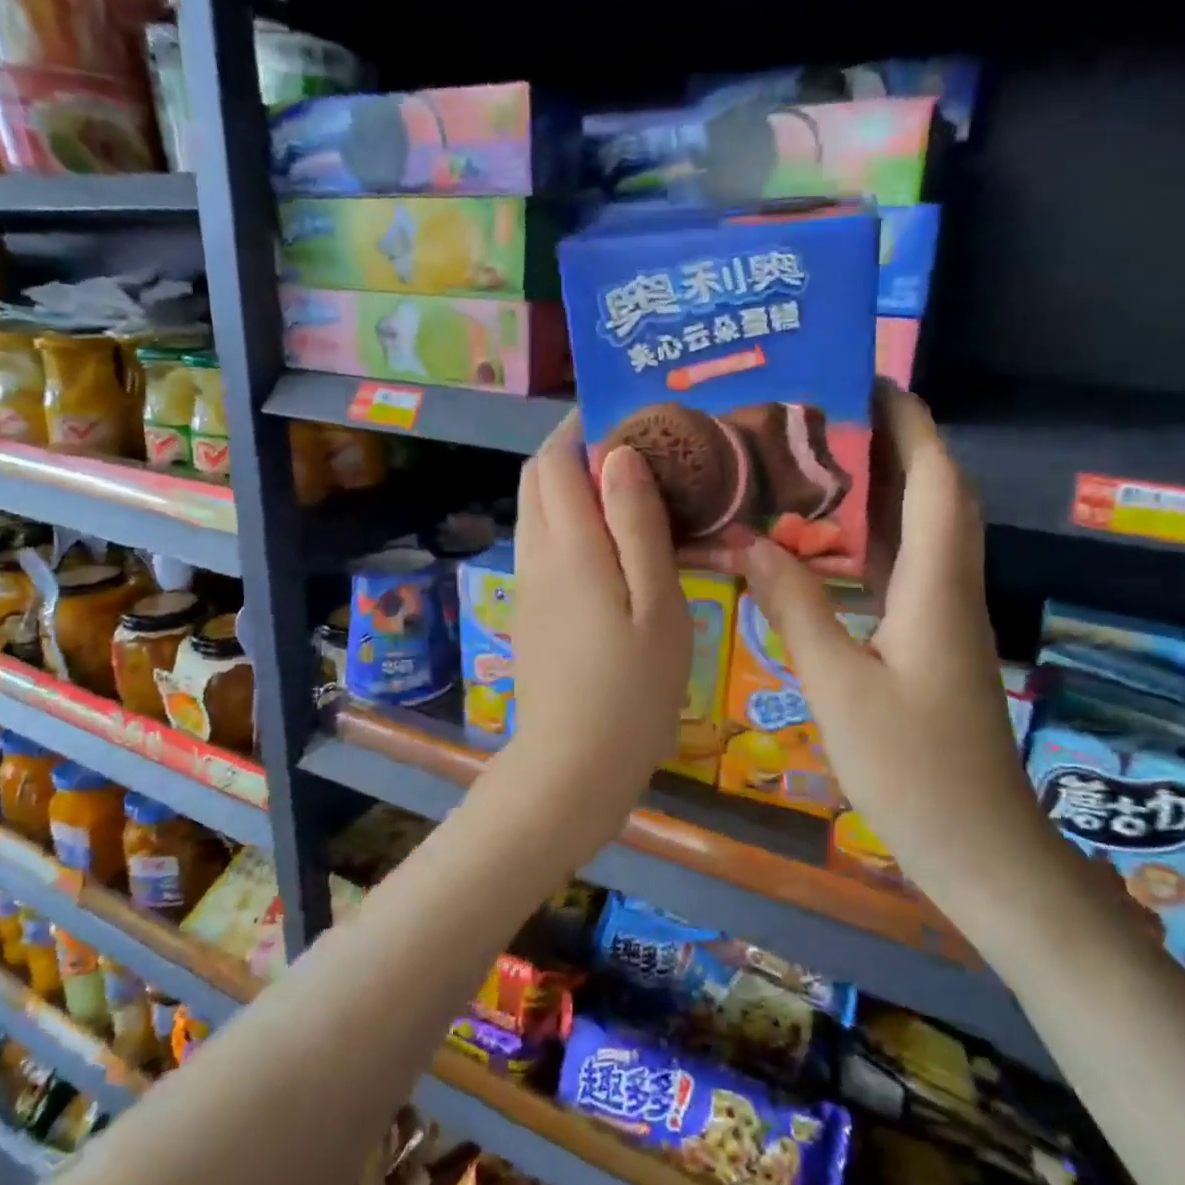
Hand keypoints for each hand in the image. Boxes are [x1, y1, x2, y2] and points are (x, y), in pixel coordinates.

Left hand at [497, 412, 690, 855]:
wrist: (573, 767)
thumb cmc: (632, 688)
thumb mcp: (657, 604)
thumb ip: (638, 525)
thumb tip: (619, 454)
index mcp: (569, 545)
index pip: (555, 458)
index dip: (582, 427)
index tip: (627, 417)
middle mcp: (536, 554)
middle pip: (537, 478)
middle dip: (573, 450)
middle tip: (636, 453)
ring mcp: (527, 584)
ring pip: (536, 510)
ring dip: (569, 486)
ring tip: (629, 492)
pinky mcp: (531, 610)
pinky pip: (542, 543)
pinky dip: (568, 521)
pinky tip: (612, 544)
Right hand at [729, 385, 1061, 921]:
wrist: (981, 849)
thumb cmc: (914, 769)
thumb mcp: (839, 685)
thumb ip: (794, 607)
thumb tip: (747, 541)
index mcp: (936, 586)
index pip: (936, 479)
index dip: (910, 423)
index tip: (869, 379)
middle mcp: (948, 587)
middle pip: (932, 492)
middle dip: (889, 441)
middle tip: (822, 412)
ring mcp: (940, 615)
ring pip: (916, 529)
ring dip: (877, 487)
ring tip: (812, 459)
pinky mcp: (927, 640)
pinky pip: (899, 567)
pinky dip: (866, 538)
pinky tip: (821, 539)